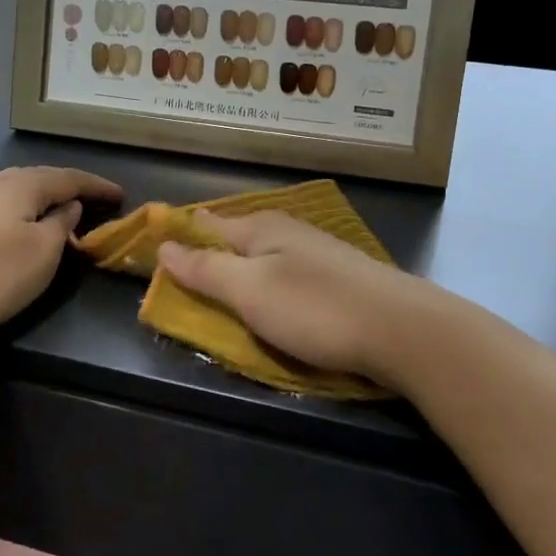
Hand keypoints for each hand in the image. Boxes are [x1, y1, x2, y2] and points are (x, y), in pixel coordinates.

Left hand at [0, 166, 121, 339]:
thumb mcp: (43, 253)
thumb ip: (61, 224)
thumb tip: (68, 205)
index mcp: (21, 184)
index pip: (69, 178)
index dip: (96, 186)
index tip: (120, 194)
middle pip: (36, 179)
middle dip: (64, 189)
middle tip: (88, 202)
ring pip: (10, 191)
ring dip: (35, 200)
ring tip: (51, 212)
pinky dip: (11, 212)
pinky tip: (10, 226)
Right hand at [157, 210, 434, 382]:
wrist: (403, 330)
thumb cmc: (316, 308)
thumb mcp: (250, 291)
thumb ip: (206, 269)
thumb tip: (164, 245)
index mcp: (259, 227)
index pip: (204, 224)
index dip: (177, 241)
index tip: (152, 261)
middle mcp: (286, 230)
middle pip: (233, 240)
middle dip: (208, 260)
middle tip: (184, 292)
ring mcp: (315, 252)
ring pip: (262, 259)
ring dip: (239, 277)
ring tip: (222, 303)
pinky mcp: (336, 278)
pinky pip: (286, 277)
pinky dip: (268, 290)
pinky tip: (271, 306)